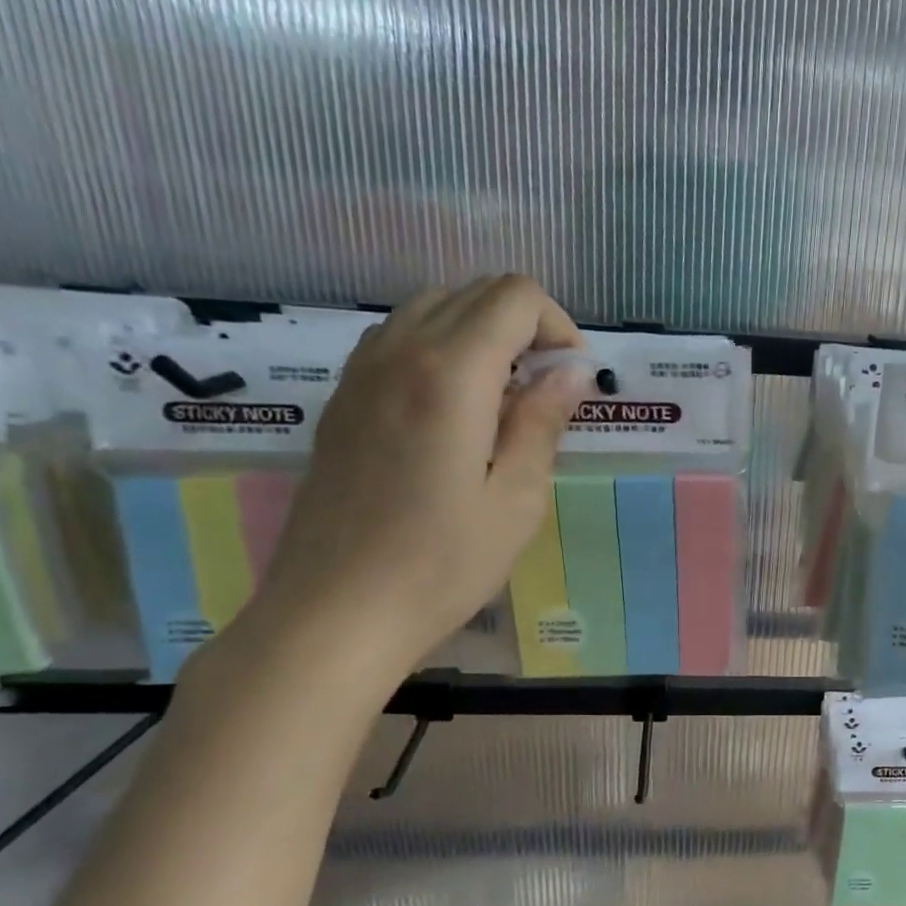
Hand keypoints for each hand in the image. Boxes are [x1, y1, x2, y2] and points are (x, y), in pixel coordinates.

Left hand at [243, 275, 589, 680]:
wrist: (335, 613)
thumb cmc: (442, 565)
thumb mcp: (517, 501)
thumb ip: (542, 423)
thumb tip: (570, 372)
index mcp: (450, 374)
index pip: (514, 296)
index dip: (557, 326)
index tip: (571, 382)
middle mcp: (399, 353)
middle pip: (472, 292)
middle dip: (524, 326)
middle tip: (544, 395)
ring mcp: (360, 374)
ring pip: (431, 309)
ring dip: (480, 336)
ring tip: (501, 404)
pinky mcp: (342, 401)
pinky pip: (397, 341)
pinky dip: (440, 352)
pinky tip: (453, 416)